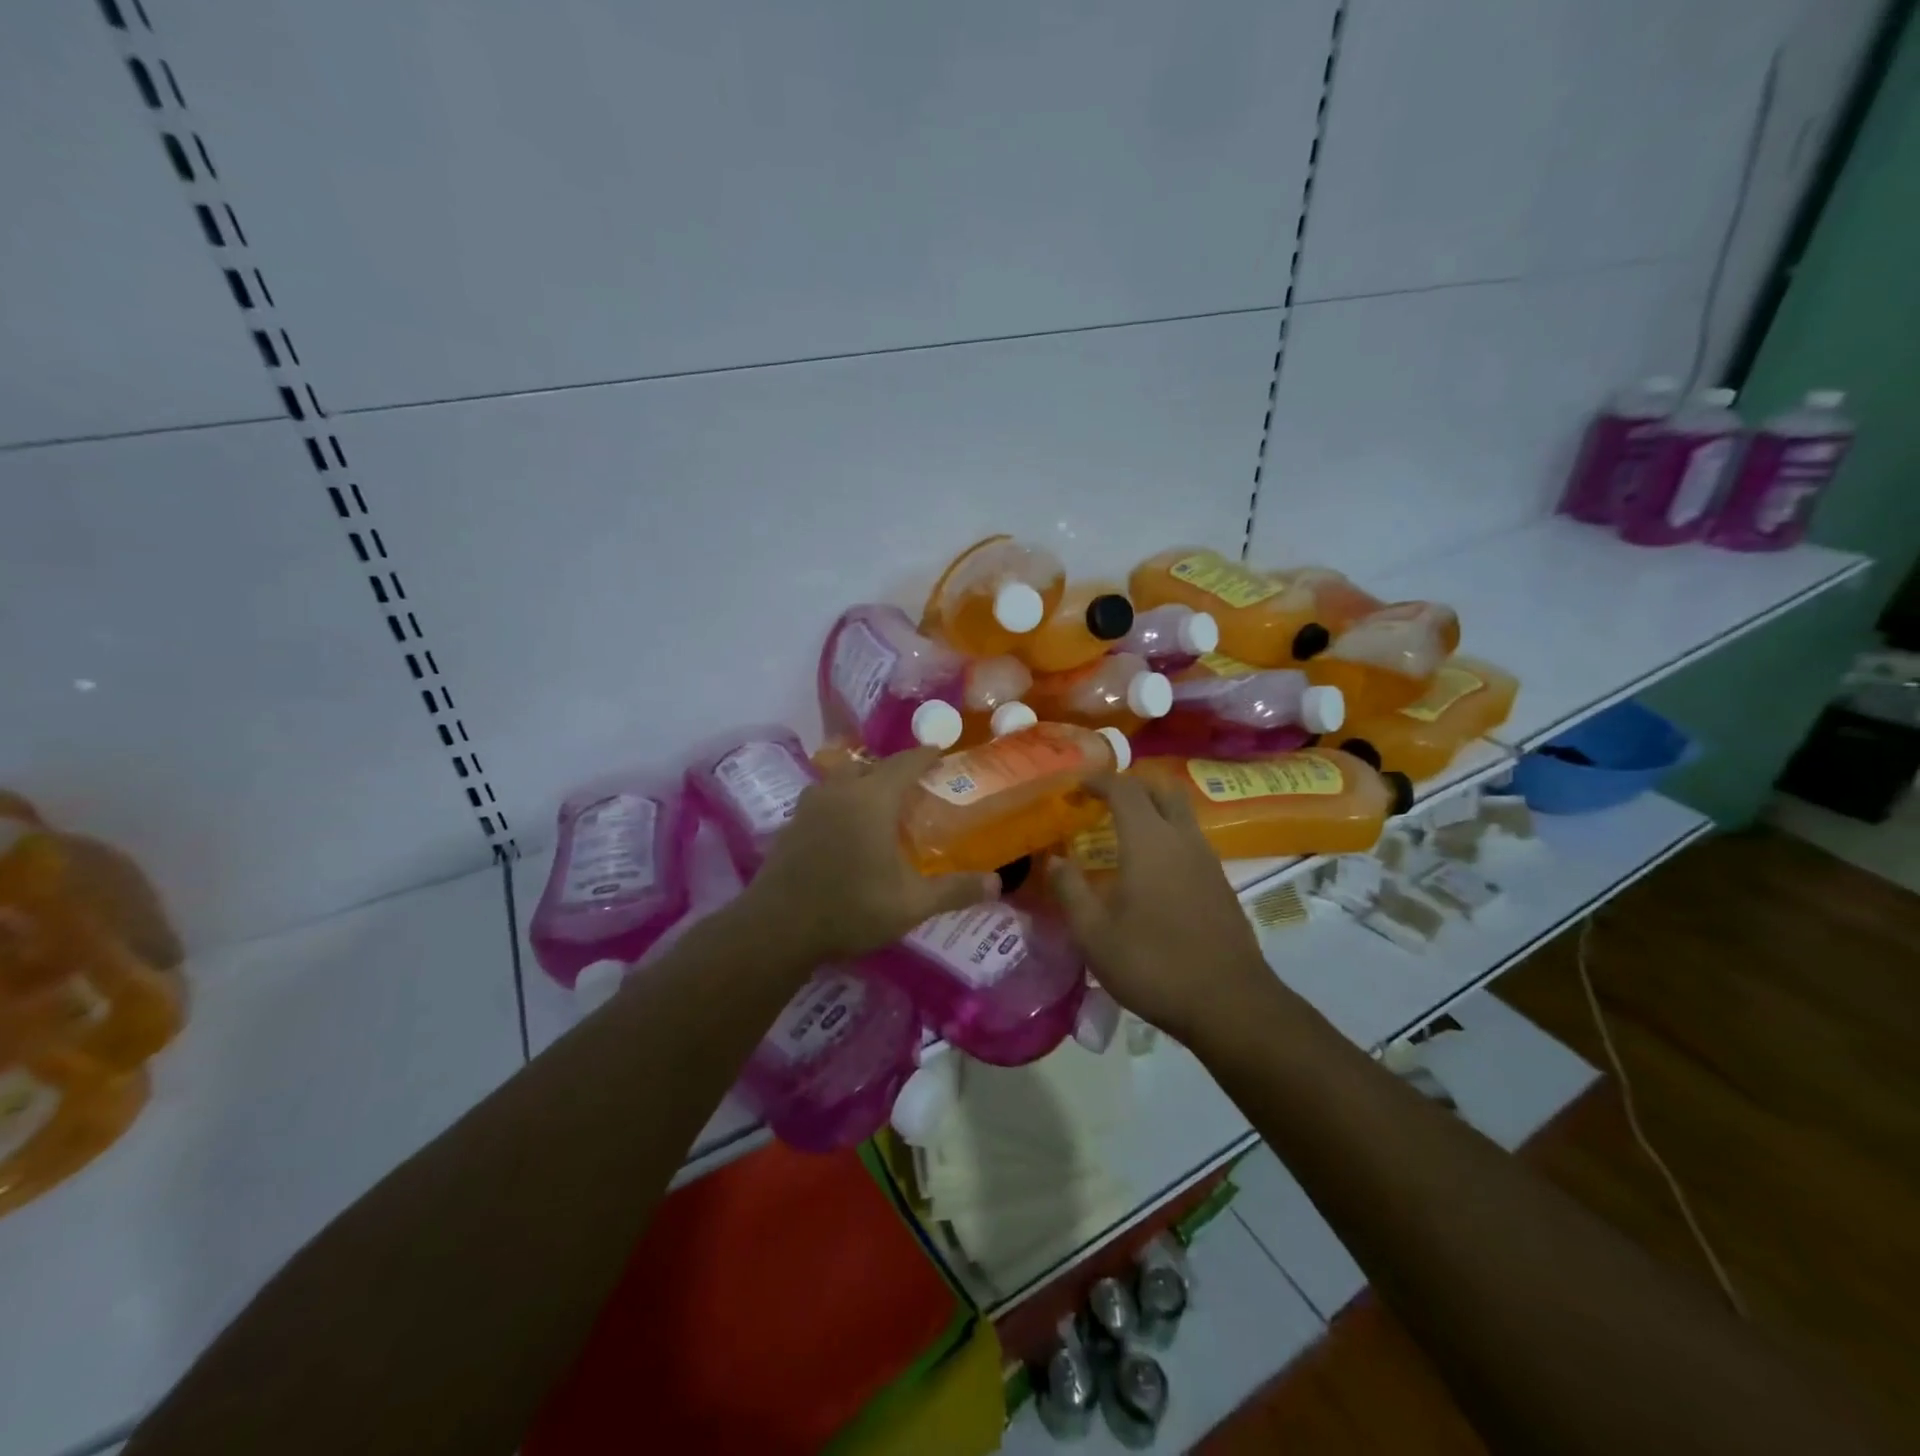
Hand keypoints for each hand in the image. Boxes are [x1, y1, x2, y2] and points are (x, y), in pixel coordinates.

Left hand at [743, 747, 998, 963]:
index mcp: (872, 799)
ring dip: (863, 784)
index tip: (939, 751)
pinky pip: (824, 800)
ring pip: (842, 781)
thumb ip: (955, 890)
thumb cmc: (851, 908)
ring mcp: (809, 807)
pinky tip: (846, 830)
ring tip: (879, 804)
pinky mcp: (790, 826)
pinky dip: (841, 804)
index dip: (924, 755)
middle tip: (913, 785)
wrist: (776, 928)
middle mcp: (839, 792)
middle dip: (893, 770)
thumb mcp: (911, 904)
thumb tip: (998, 884)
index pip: (904, 763)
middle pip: (870, 766)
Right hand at [1048, 773, 1270, 1045]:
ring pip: (1181, 813)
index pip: (1125, 789)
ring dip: (1153, 809)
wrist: (1229, 1003)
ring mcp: (1207, 860)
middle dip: (1132, 784)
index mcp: (1149, 841)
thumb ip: (1070, 890)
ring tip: (1122, 832)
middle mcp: (1182, 839)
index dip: (1099, 780)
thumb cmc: (1153, 964)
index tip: (1077, 786)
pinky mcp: (1220, 883)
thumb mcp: (1094, 934)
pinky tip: (1150, 868)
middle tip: (1104, 800)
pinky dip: (1167, 835)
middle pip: (1162, 788)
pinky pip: (1190, 839)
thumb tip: (1054, 859)